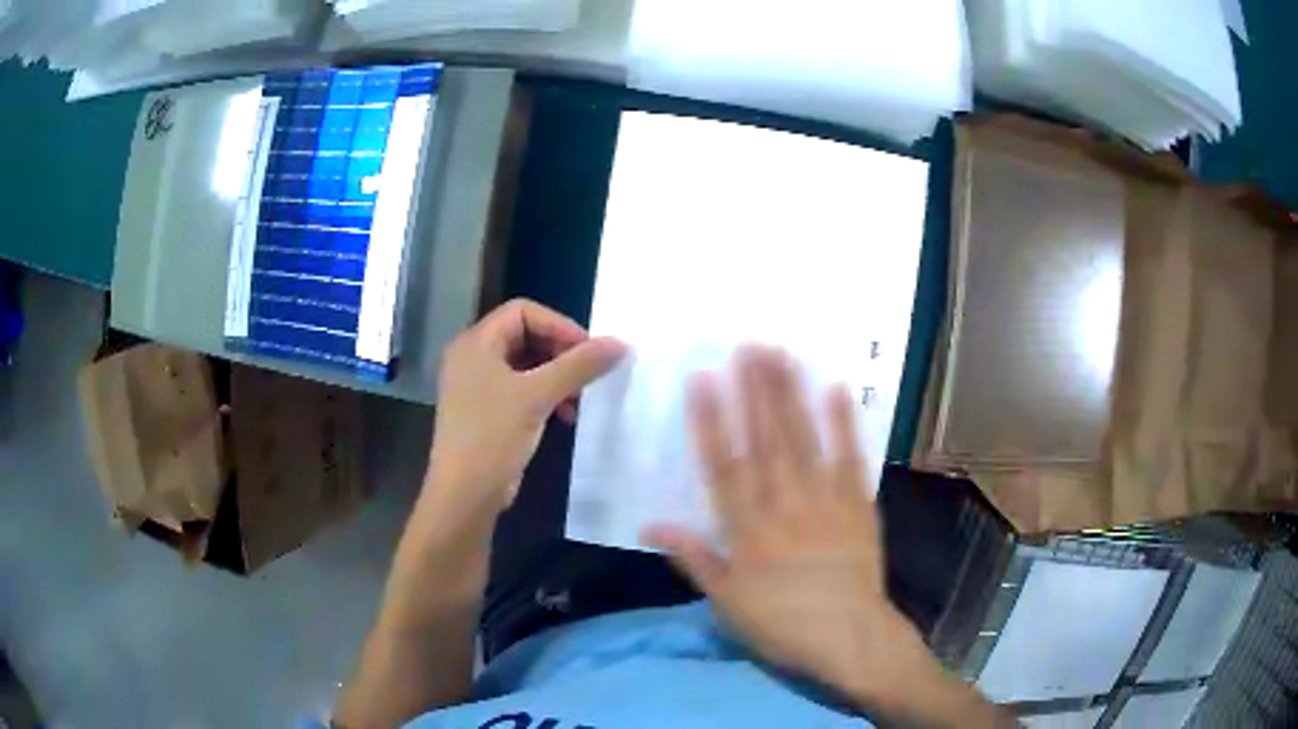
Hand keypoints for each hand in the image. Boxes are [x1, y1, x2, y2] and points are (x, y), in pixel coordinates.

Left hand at [429, 299, 626, 514]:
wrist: (465, 494)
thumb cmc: (493, 436)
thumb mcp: (538, 397)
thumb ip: (579, 366)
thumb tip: (621, 344)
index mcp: (476, 343)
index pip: (523, 311)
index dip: (559, 325)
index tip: (588, 350)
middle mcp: (473, 357)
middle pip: (524, 335)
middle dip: (560, 352)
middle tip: (587, 372)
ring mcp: (476, 385)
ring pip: (525, 364)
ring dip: (556, 376)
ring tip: (578, 399)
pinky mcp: (485, 411)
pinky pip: (520, 389)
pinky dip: (544, 395)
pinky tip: (565, 416)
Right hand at [642, 347, 939, 706]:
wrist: (849, 639)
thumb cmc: (782, 625)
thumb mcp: (726, 602)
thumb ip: (693, 559)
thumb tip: (650, 527)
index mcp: (747, 531)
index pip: (724, 466)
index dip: (711, 421)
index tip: (703, 380)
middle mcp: (784, 506)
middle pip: (766, 442)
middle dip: (755, 392)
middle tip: (748, 346)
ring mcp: (825, 503)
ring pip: (804, 442)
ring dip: (791, 396)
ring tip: (781, 356)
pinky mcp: (858, 507)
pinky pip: (851, 460)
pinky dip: (845, 425)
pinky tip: (837, 391)